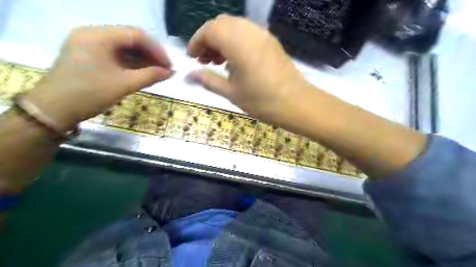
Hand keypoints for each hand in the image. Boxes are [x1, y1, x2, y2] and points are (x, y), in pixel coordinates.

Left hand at [24, 26, 172, 129]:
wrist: (54, 110)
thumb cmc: (89, 94)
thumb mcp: (124, 85)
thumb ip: (150, 76)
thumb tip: (170, 72)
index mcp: (98, 36)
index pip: (136, 35)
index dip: (157, 50)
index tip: (170, 65)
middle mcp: (92, 34)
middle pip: (130, 39)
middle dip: (151, 54)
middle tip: (165, 69)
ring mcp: (89, 44)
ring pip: (123, 47)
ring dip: (142, 59)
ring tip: (158, 72)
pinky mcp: (88, 55)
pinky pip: (115, 54)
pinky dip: (131, 63)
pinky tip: (143, 72)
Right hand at [188, 14, 306, 120]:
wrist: (296, 103)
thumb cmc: (261, 100)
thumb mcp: (231, 92)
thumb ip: (208, 80)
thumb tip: (189, 75)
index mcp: (237, 42)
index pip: (209, 30)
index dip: (197, 41)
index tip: (192, 57)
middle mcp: (250, 31)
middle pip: (222, 24)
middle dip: (209, 39)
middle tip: (205, 60)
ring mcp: (263, 35)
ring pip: (235, 27)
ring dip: (223, 40)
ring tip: (219, 62)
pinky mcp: (272, 42)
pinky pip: (248, 33)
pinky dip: (236, 42)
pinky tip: (236, 61)